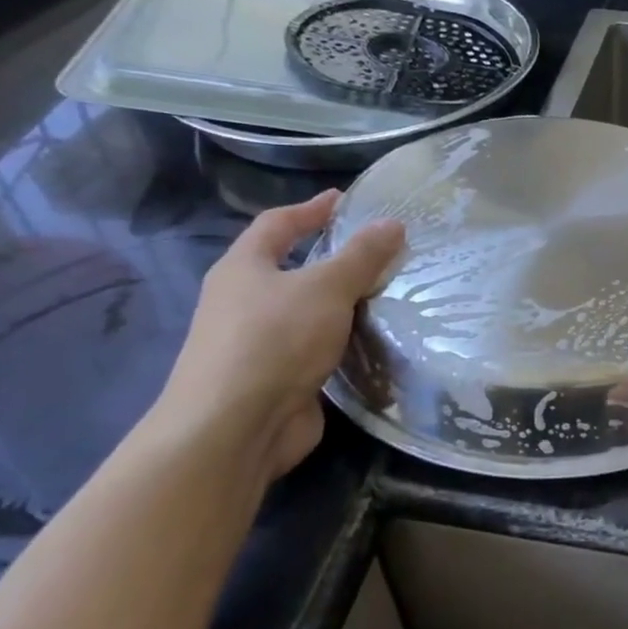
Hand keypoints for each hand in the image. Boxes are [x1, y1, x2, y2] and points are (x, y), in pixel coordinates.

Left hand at [153, 193, 403, 487]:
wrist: (234, 428)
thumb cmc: (274, 341)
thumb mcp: (325, 288)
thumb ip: (361, 256)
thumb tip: (393, 223)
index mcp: (243, 268)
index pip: (277, 224)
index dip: (311, 209)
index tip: (344, 200)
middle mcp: (244, 302)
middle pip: (291, 269)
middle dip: (332, 259)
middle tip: (378, 251)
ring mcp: (257, 344)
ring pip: (306, 312)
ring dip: (341, 304)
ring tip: (387, 294)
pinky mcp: (276, 379)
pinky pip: (315, 348)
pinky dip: (342, 341)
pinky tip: (373, 341)